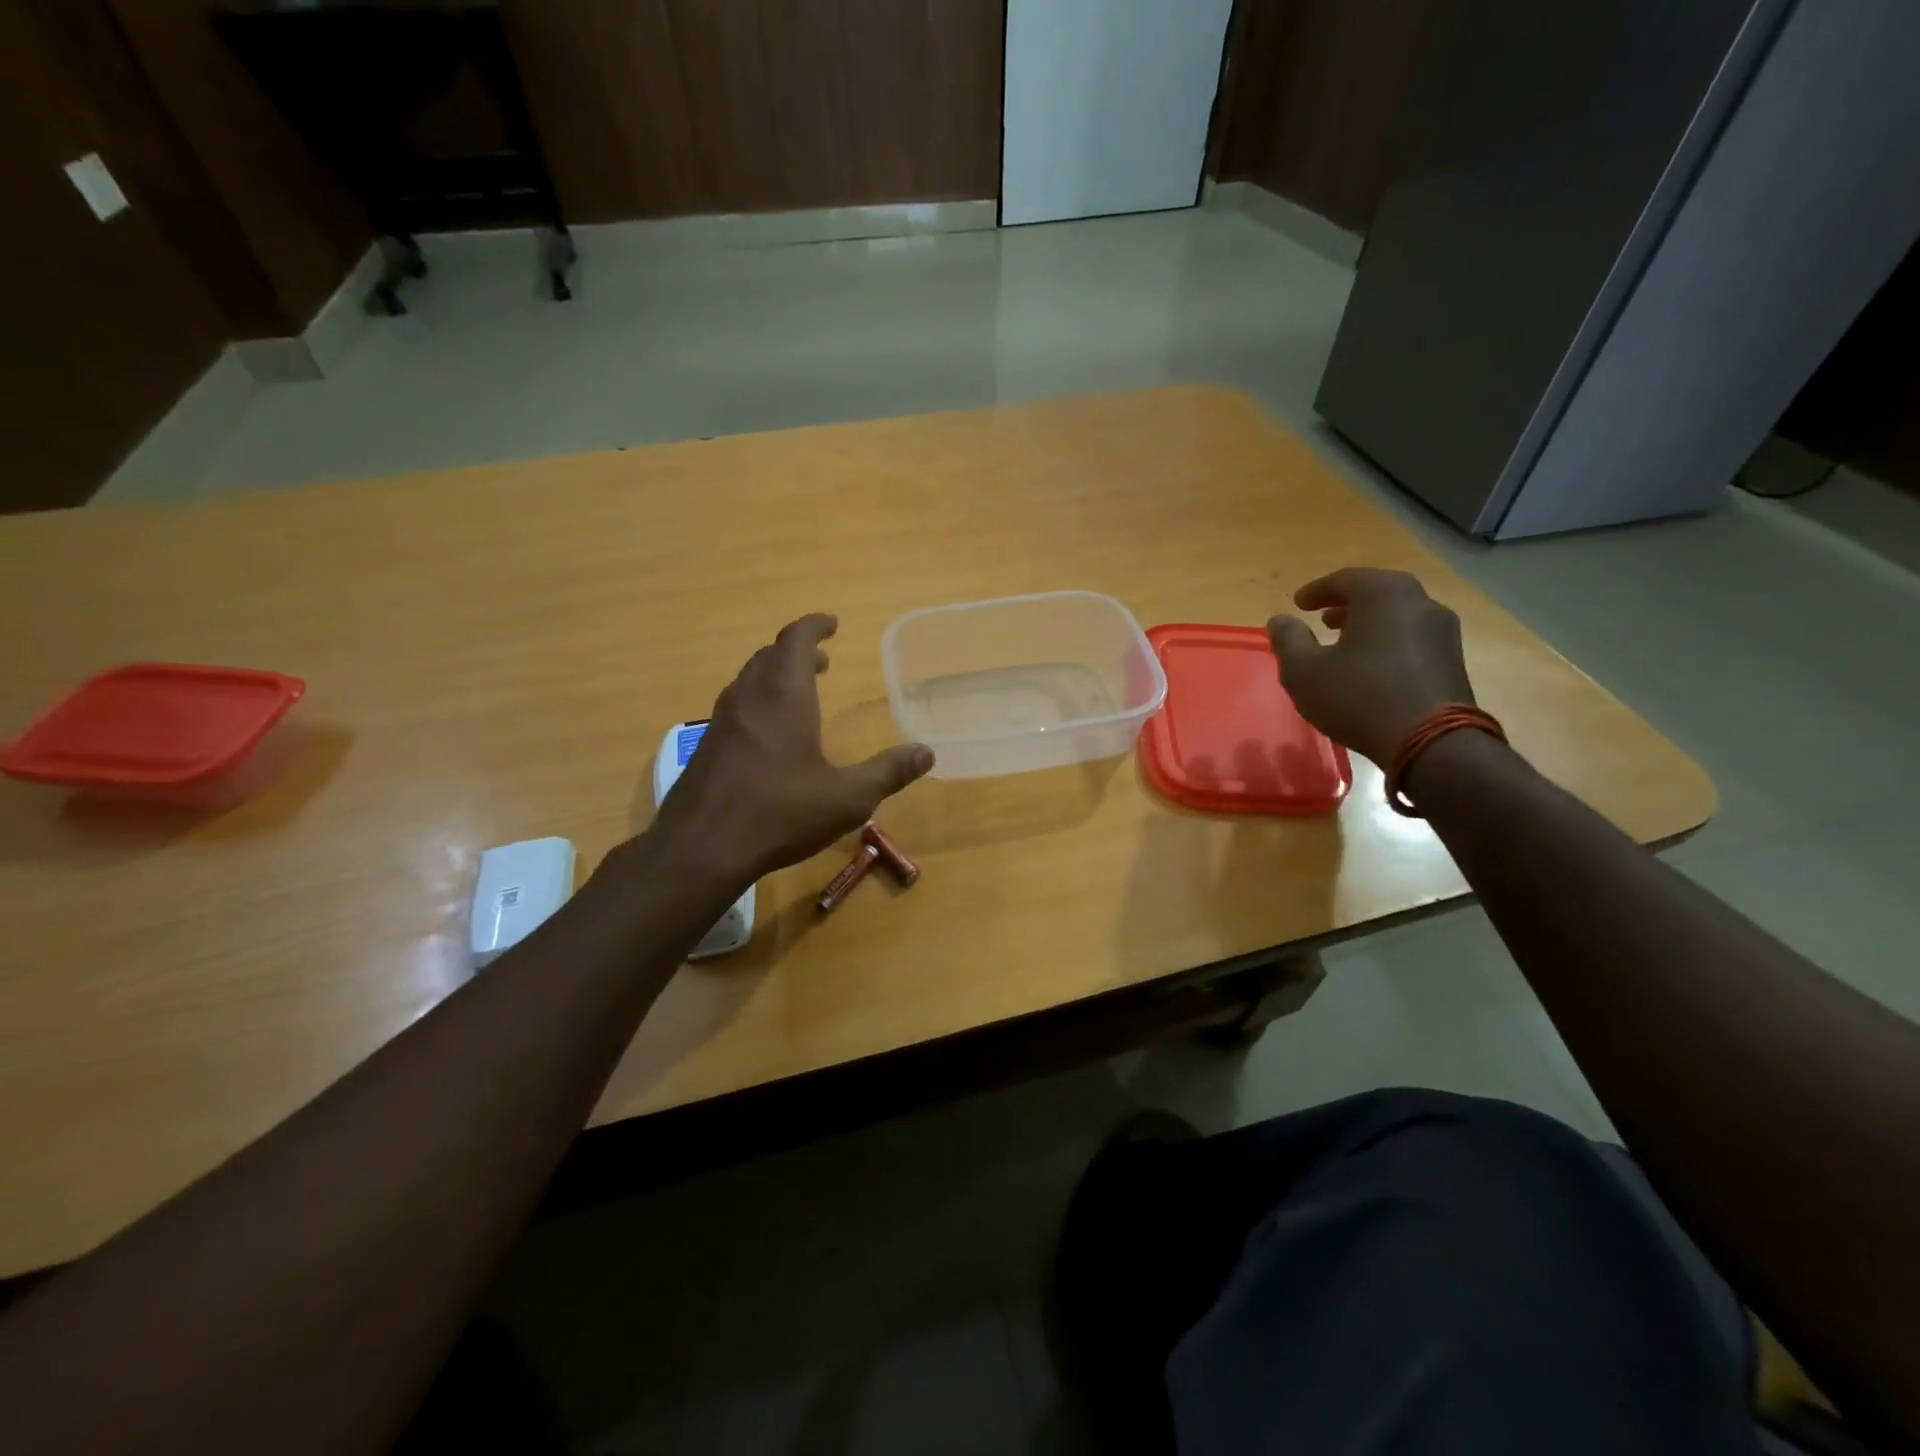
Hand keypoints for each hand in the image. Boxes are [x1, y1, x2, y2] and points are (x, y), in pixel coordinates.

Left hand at [649, 614, 933, 882]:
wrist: (700, 849)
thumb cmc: (779, 814)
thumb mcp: (847, 798)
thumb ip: (888, 772)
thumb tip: (926, 753)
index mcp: (784, 696)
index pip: (796, 640)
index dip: (814, 626)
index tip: (832, 624)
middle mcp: (748, 698)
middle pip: (769, 655)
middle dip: (797, 651)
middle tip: (822, 661)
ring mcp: (721, 721)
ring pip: (749, 680)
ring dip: (775, 675)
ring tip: (799, 691)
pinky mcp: (706, 747)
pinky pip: (736, 706)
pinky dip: (758, 701)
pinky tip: (769, 735)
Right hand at [1266, 568, 1475, 767]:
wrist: (1430, 742)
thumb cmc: (1359, 697)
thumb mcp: (1304, 671)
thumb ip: (1288, 640)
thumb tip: (1280, 620)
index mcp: (1384, 594)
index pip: (1345, 579)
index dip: (1317, 591)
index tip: (1298, 603)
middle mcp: (1420, 602)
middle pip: (1377, 593)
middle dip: (1347, 604)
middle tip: (1323, 618)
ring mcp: (1442, 631)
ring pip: (1398, 615)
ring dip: (1369, 623)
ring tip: (1345, 642)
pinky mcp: (1452, 660)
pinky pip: (1412, 638)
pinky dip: (1388, 641)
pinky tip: (1371, 666)